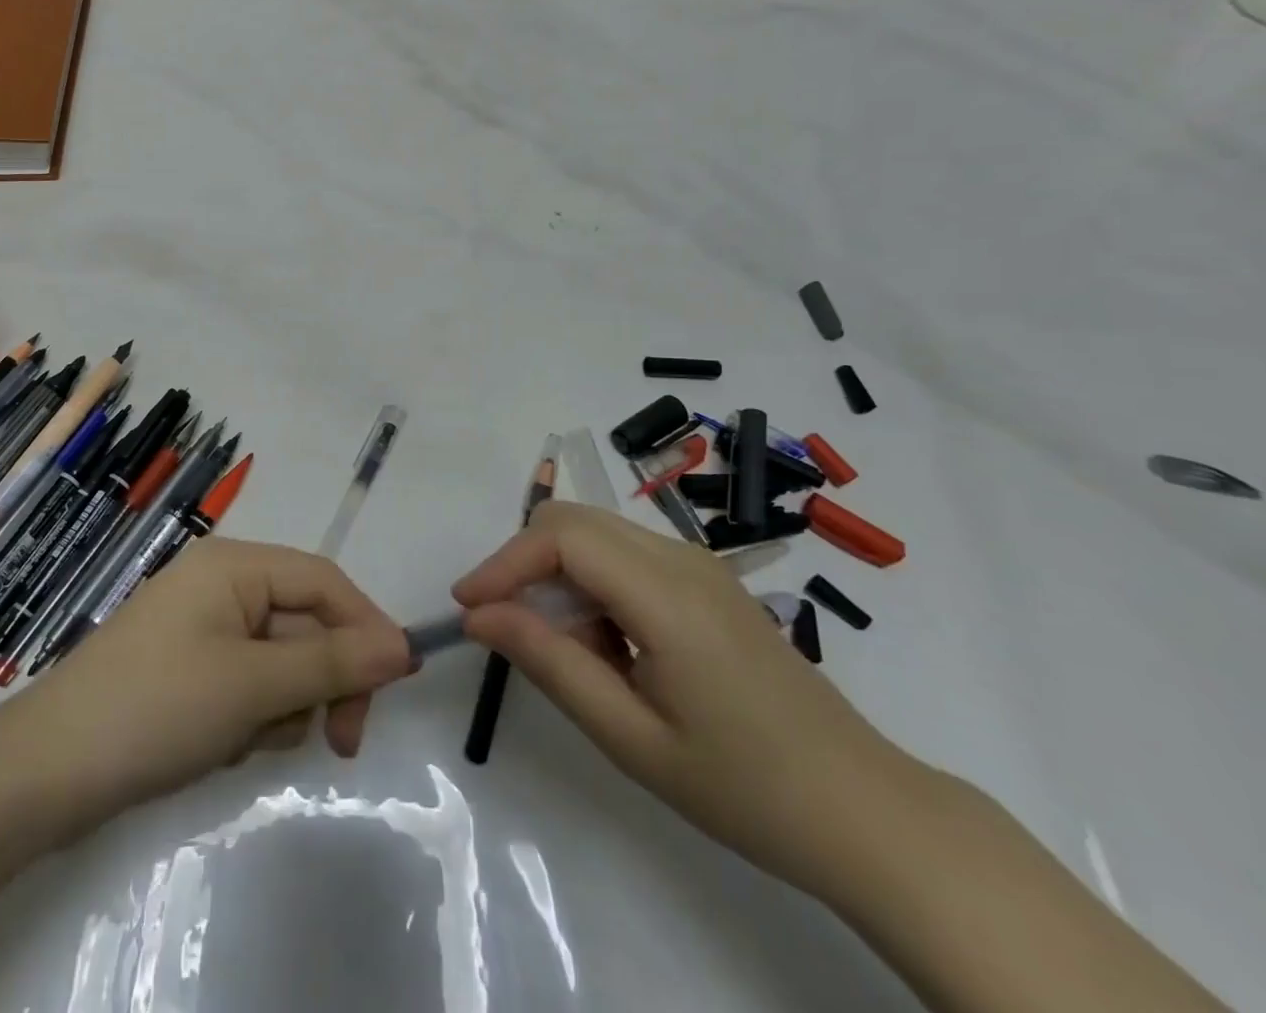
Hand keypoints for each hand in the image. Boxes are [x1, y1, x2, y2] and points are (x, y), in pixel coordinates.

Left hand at [21, 537, 413, 834]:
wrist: (47, 772)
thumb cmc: (158, 708)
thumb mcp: (254, 685)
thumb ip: (333, 663)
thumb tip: (405, 646)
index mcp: (235, 564)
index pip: (324, 581)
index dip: (366, 626)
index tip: (396, 684)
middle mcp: (221, 583)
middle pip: (305, 621)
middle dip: (323, 680)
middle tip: (338, 742)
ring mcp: (202, 626)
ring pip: (281, 659)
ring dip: (285, 704)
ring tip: (251, 739)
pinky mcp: (188, 667)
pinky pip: (248, 681)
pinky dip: (253, 715)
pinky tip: (226, 744)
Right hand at [455, 501, 924, 897]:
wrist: (867, 813)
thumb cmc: (747, 788)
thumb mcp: (631, 737)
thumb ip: (549, 664)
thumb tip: (478, 616)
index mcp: (667, 595)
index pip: (561, 537)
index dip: (504, 562)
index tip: (467, 608)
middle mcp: (681, 559)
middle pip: (574, 520)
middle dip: (523, 562)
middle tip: (500, 622)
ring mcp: (699, 567)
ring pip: (597, 534)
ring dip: (557, 575)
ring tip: (561, 648)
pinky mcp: (707, 582)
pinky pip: (626, 557)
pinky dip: (591, 584)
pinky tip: (604, 646)